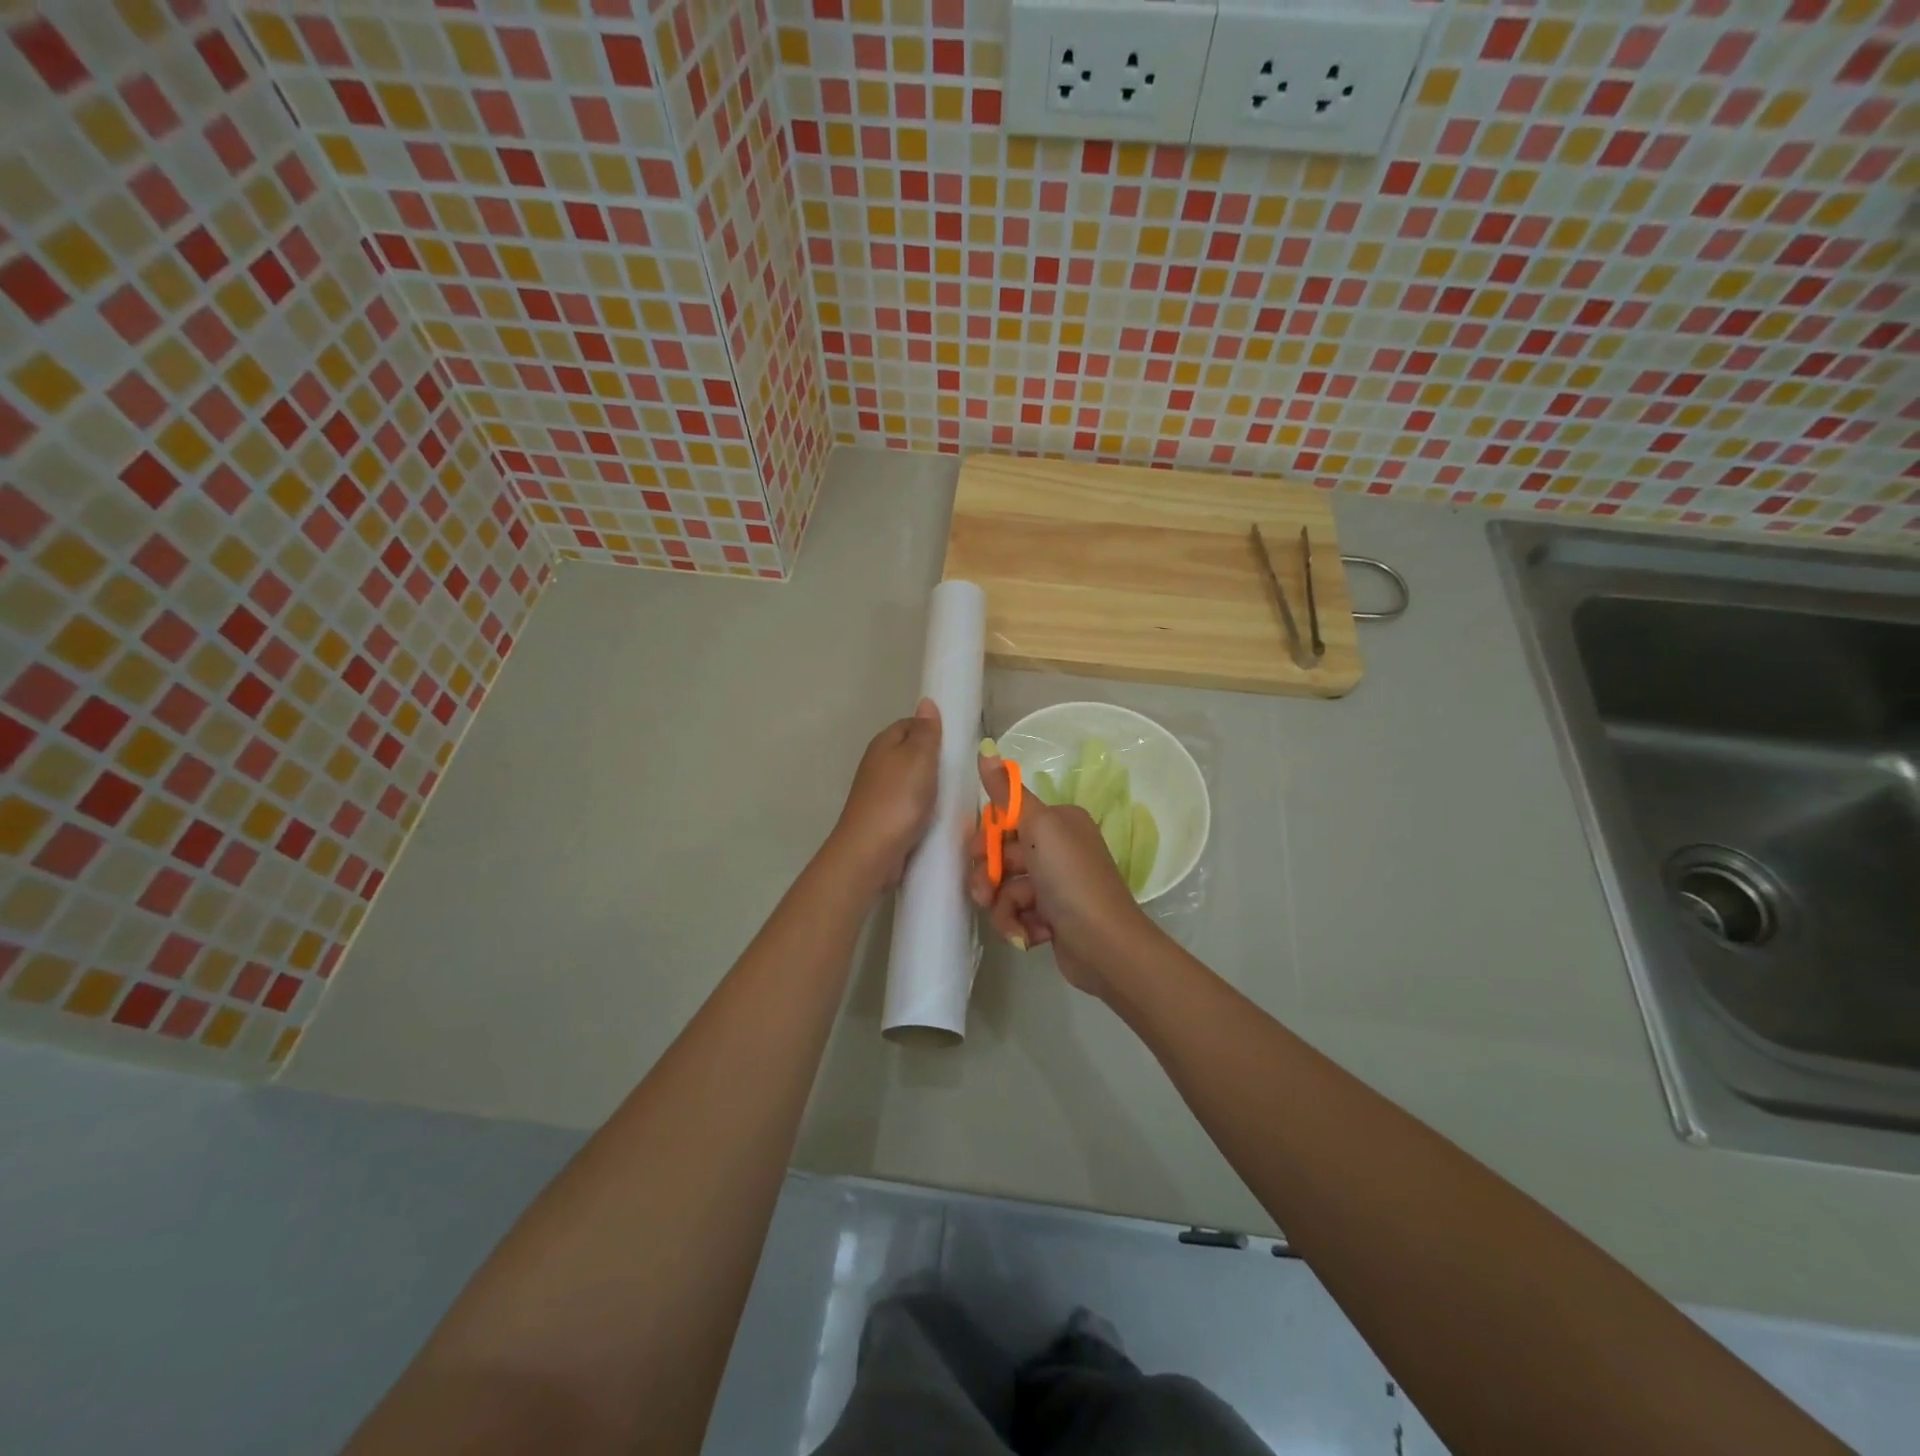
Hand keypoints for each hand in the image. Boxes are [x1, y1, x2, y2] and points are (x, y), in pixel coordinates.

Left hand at [828, 699, 941, 893]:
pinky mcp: (885, 818)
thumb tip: (926, 701)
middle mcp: (878, 763)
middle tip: (963, 771)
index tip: (960, 743)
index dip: (935, 730)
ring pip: (913, 781)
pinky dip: (926, 808)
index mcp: (884, 743)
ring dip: (932, 787)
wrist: (871, 852)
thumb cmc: (898, 798)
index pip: (912, 724)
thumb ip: (926, 731)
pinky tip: (941, 816)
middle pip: (913, 753)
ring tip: (958, 795)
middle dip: (936, 761)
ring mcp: (880, 792)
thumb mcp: (919, 757)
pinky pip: (911, 805)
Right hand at [966, 755, 1153, 998]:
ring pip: (1006, 888)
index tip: (975, 852)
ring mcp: (1055, 884)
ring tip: (1017, 924)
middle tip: (984, 894)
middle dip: (989, 878)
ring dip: (1004, 908)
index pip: (1007, 819)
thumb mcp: (1039, 827)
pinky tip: (1032, 936)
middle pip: (1002, 855)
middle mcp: (1059, 848)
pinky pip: (1018, 913)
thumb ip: (1008, 792)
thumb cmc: (1071, 879)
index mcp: (1059, 821)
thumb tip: (985, 748)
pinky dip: (1020, 925)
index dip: (986, 838)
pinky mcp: (1052, 917)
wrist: (1105, 946)